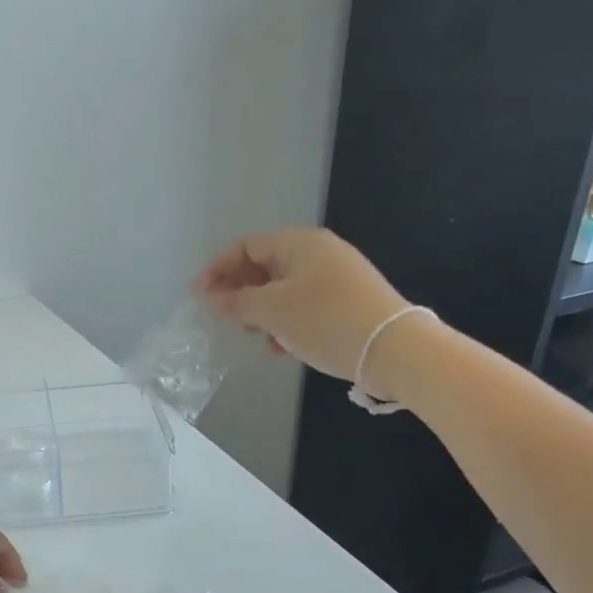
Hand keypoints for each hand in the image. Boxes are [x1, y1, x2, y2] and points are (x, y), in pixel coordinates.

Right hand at [195, 227, 410, 380]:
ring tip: (255, 337)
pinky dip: (285, 322)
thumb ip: (236, 302)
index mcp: (299, 243)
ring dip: (262, 312)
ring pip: (282, 289)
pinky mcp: (347, 301)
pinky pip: (303, 305)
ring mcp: (336, 277)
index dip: (218, 268)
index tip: (199, 296)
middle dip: (240, 293)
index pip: (246, 246)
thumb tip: (212, 297)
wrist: (393, 349)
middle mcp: (318, 252)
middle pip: (264, 266)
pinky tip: (281, 347)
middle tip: (226, 319)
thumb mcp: (272, 311)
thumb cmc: (325, 320)